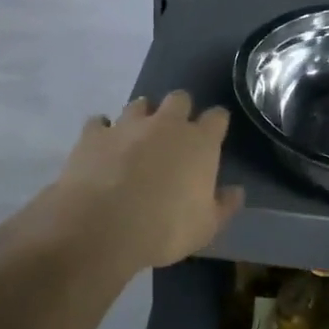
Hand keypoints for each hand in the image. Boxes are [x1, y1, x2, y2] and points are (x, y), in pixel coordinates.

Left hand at [46, 91, 243, 268]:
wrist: (102, 229)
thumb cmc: (165, 230)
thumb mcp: (206, 227)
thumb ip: (224, 205)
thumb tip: (235, 191)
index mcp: (200, 142)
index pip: (217, 117)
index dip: (216, 124)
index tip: (213, 136)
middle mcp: (166, 124)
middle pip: (179, 98)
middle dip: (179, 110)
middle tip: (174, 134)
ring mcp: (127, 125)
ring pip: (139, 105)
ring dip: (142, 116)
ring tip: (137, 138)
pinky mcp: (93, 135)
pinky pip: (98, 123)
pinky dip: (102, 131)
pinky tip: (102, 146)